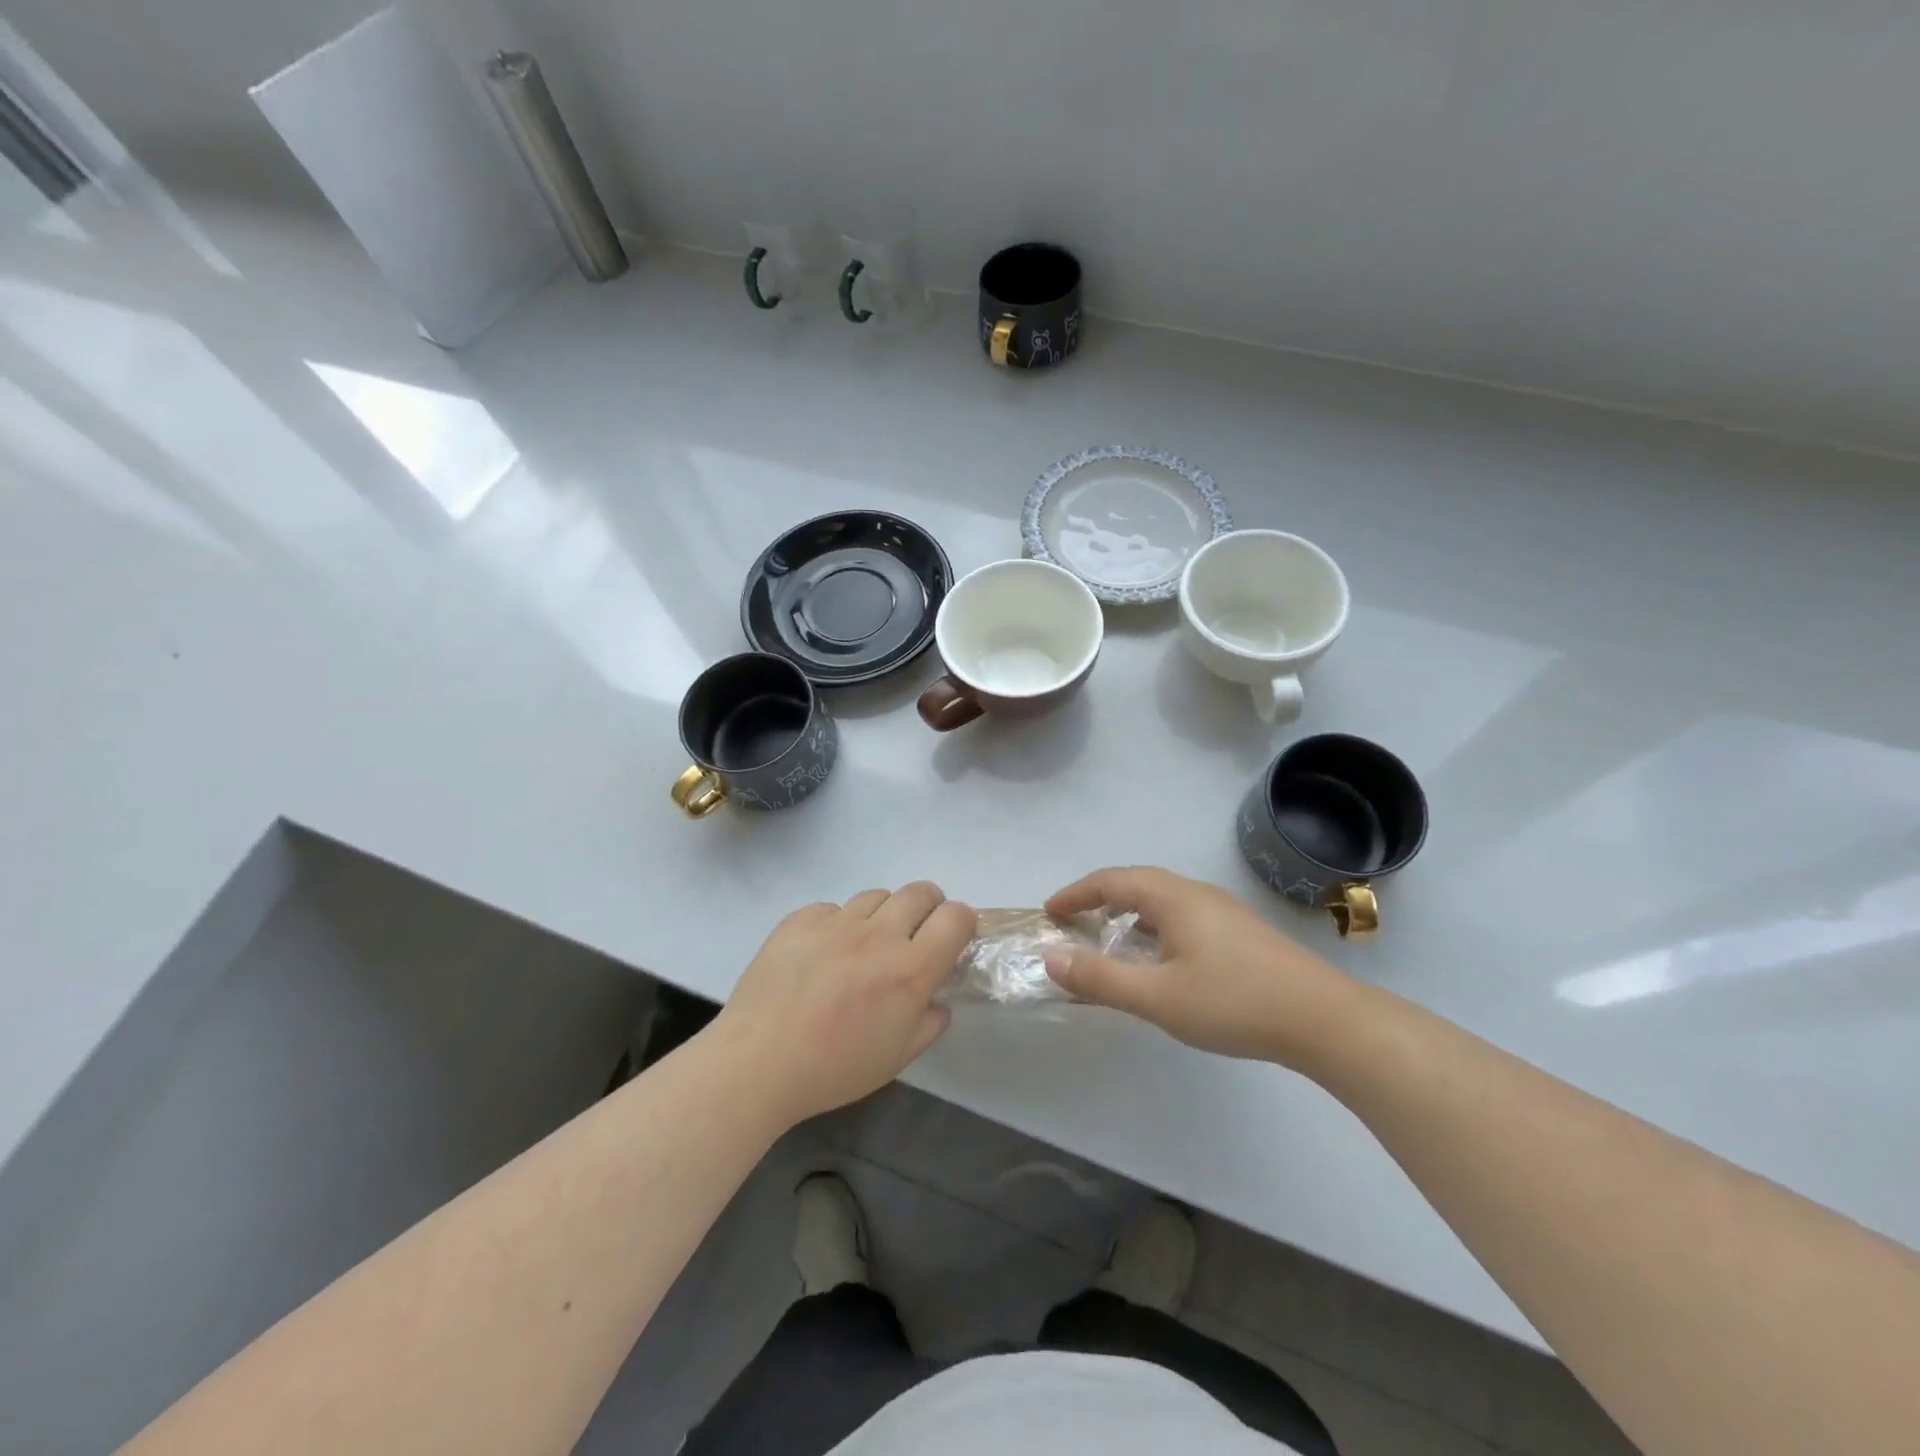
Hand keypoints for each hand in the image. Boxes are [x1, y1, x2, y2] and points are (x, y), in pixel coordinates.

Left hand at [712, 883, 975, 1125]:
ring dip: (883, 915)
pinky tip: (822, 955)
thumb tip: (938, 1000)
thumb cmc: (832, 1070)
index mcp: (909, 970)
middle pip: (921, 892)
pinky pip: (833, 909)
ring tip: (864, 947)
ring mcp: (837, 922)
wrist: (756, 1063)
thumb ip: (929, 1024)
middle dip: (929, 908)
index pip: (956, 917)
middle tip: (914, 936)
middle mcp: (878, 935)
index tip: (952, 939)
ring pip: (877, 896)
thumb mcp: (896, 1059)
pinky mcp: (801, 918)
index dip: (962, 922)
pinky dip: (838, 925)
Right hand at [1044, 866, 1355, 1064]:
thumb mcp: (1157, 997)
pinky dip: (1155, 927)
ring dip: (1129, 913)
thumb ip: (1100, 978)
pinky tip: (1161, 960)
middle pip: (1137, 883)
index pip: (1111, 881)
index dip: (1076, 893)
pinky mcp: (1241, 933)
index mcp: (1172, 898)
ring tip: (1111, 941)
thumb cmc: (1233, 1002)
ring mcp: (1223, 911)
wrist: (1324, 1019)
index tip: (1050, 912)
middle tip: (1074, 924)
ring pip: (1163, 900)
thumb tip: (1050, 957)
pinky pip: (1183, 916)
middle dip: (1099, 899)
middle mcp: (1196, 893)